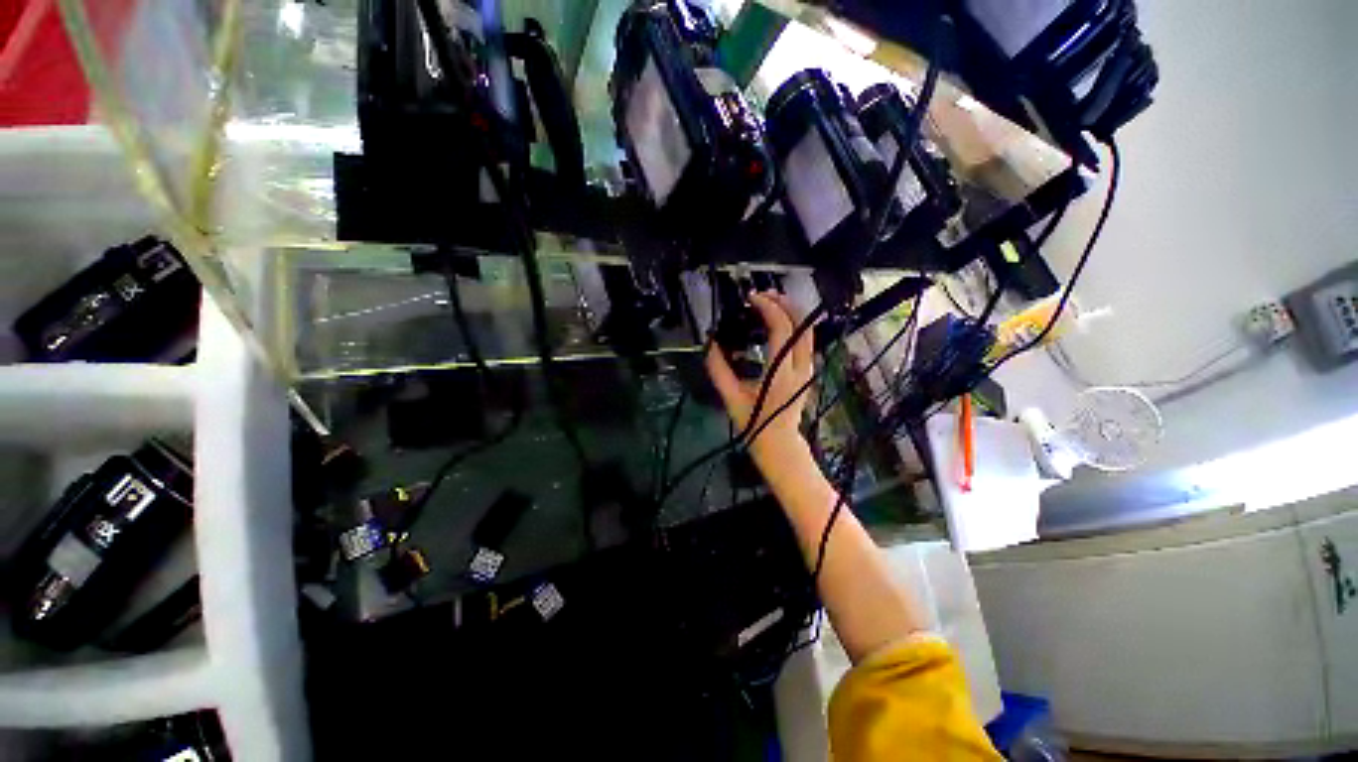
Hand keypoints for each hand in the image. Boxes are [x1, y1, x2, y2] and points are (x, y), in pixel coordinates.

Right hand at [706, 291, 814, 456]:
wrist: (779, 443)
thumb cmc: (754, 423)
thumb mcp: (731, 397)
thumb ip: (718, 370)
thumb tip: (710, 344)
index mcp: (780, 374)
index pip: (781, 330)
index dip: (769, 309)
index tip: (752, 299)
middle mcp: (799, 368)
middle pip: (801, 324)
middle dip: (783, 303)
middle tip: (763, 294)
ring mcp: (808, 369)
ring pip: (808, 330)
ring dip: (792, 311)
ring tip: (772, 301)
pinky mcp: (808, 371)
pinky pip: (807, 340)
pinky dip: (796, 323)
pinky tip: (781, 319)